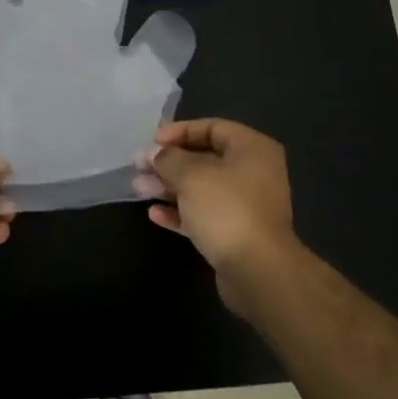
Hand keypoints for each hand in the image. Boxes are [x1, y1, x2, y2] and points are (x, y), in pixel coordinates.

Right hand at [134, 119, 298, 310]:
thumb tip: (153, 153)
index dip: (179, 131)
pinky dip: (181, 212)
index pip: (211, 127)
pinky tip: (155, 214)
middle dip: (169, 163)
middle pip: (205, 159)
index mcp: (252, 149)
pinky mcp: (237, 233)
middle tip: (139, 167)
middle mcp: (253, 172)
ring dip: (170, 187)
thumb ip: (168, 159)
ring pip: (202, 188)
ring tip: (139, 189)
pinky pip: (205, 215)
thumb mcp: (191, 175)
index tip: (151, 142)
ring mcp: (246, 205)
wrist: (258, 271)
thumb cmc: (226, 209)